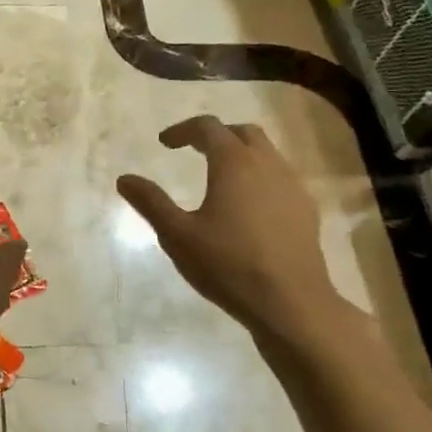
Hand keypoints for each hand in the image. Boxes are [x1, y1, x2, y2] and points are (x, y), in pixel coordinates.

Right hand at [117, 116, 349, 359]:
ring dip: (241, 155)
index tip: (165, 143)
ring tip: (220, 177)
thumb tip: (124, 179)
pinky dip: (260, 177)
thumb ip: (151, 202)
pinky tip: (249, 206)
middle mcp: (267, 164)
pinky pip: (281, 178)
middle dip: (217, 135)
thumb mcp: (177, 235)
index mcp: (234, 163)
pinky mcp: (307, 210)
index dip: (183, 130)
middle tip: (194, 151)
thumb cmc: (229, 264)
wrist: (292, 303)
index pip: (208, 127)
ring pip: (267, 153)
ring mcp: (293, 186)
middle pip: (243, 133)